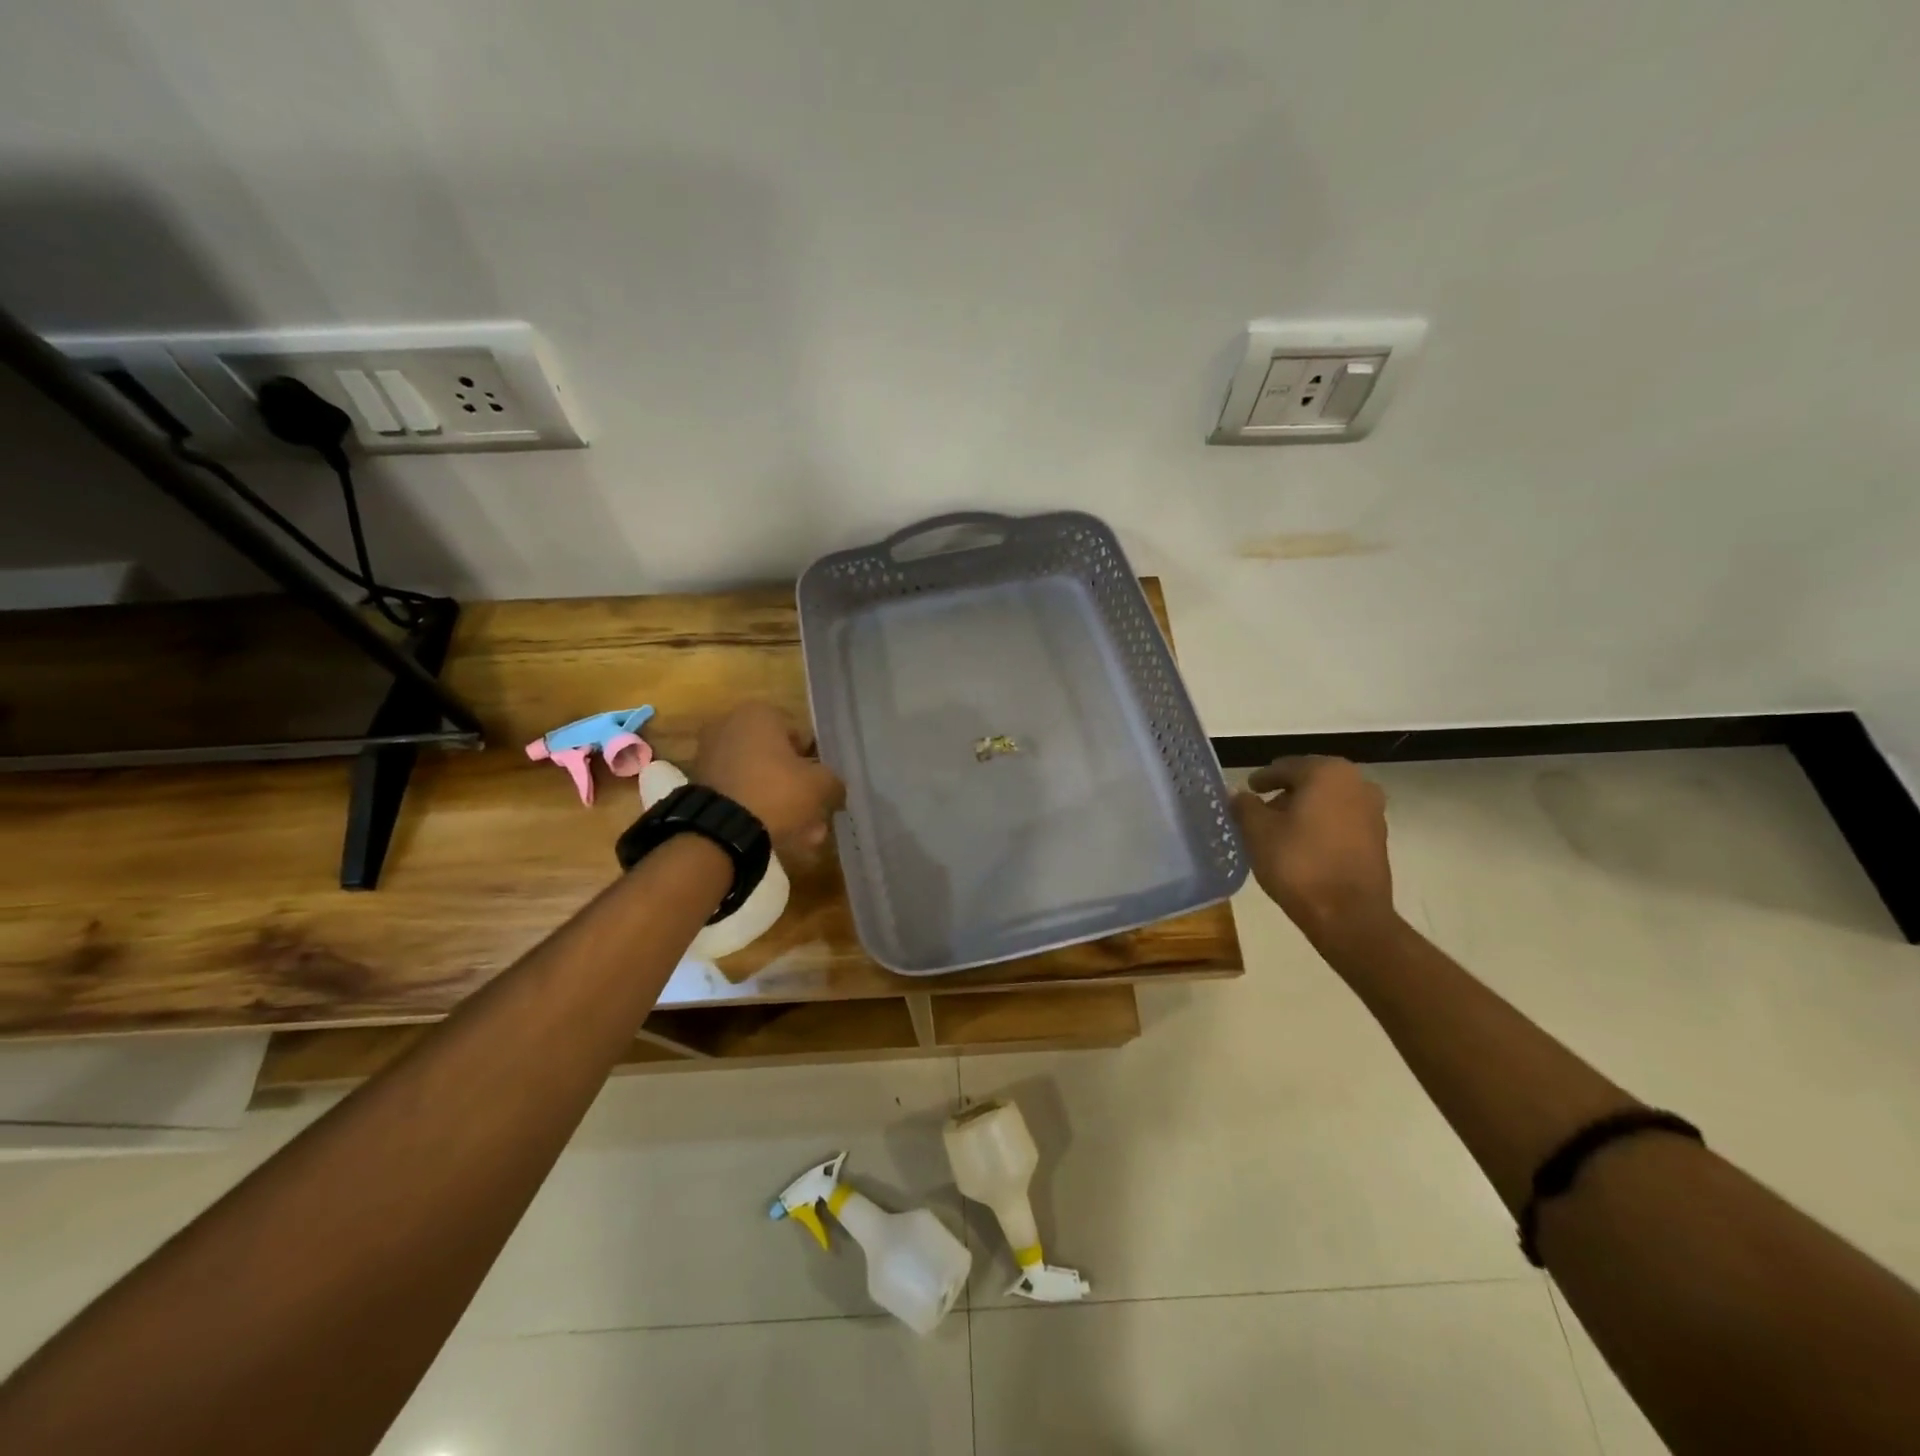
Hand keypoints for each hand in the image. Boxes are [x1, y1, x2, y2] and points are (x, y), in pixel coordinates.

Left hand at [693, 703, 845, 855]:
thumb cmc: (777, 791)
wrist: (722, 829)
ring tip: (803, 836)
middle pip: (778, 760)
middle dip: (799, 789)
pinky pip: (741, 794)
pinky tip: (779, 837)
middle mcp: (730, 726)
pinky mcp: (702, 785)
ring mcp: (712, 756)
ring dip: (783, 805)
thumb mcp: (820, 785)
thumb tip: (834, 787)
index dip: (816, 763)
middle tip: (816, 816)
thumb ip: (833, 781)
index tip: (821, 787)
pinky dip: (759, 810)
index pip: (800, 736)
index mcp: (759, 714)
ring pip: (761, 781)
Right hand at [1232, 756, 1395, 944]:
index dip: (1262, 779)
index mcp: (1326, 772)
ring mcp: (1373, 811)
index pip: (1285, 767)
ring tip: (1279, 830)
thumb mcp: (1257, 832)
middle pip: (1310, 781)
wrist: (1348, 915)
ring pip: (1328, 801)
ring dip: (1304, 810)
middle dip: (1285, 794)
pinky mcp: (1378, 838)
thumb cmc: (1298, 864)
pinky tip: (1302, 845)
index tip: (1247, 790)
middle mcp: (1356, 782)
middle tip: (1260, 810)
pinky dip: (1321, 826)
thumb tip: (1237, 794)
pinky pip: (1342, 821)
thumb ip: (1244, 806)